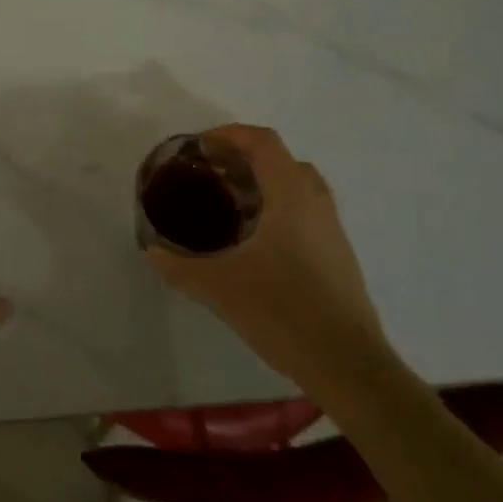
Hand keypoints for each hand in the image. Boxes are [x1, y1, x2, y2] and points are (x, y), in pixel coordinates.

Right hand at [148, 124, 386, 389]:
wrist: (349, 366)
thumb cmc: (284, 312)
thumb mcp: (220, 288)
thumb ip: (181, 267)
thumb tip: (153, 251)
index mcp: (291, 196)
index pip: (263, 141)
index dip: (230, 135)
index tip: (201, 149)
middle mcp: (316, 203)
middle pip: (282, 159)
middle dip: (246, 159)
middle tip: (214, 176)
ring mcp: (333, 230)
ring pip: (299, 186)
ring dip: (266, 184)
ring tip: (233, 206)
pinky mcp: (340, 256)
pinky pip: (307, 213)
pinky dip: (281, 210)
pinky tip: (258, 244)